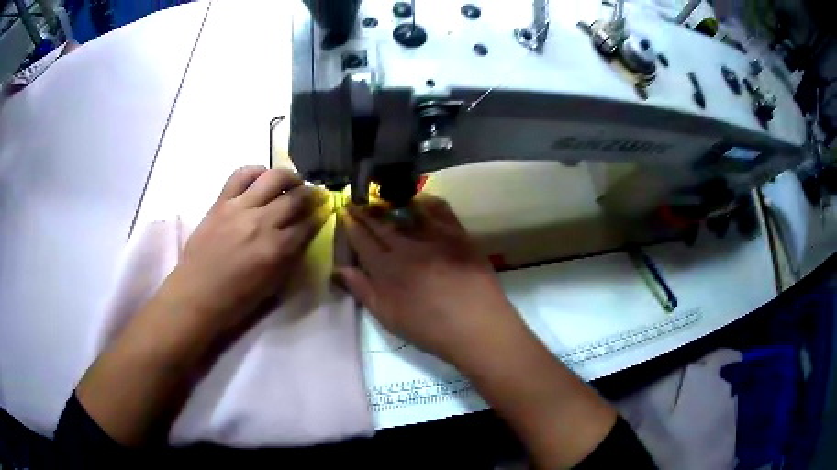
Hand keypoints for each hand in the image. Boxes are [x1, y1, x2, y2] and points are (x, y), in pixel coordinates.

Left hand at [158, 166, 328, 338]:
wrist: (196, 294)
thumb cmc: (235, 299)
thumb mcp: (272, 286)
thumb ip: (290, 258)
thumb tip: (302, 236)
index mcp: (276, 250)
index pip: (308, 225)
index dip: (320, 216)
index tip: (325, 211)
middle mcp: (261, 223)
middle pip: (295, 198)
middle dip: (311, 195)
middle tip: (314, 195)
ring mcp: (239, 209)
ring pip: (273, 178)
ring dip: (289, 176)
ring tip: (293, 181)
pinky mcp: (221, 202)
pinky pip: (240, 175)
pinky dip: (256, 171)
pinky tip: (262, 177)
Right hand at [337, 194, 517, 362]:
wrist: (476, 326)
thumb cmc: (429, 329)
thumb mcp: (388, 317)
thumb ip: (363, 290)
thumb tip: (340, 269)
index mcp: (386, 268)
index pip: (363, 241)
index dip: (351, 226)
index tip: (344, 213)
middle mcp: (407, 247)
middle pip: (381, 225)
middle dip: (366, 213)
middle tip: (355, 201)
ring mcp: (434, 238)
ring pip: (407, 214)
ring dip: (391, 205)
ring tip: (381, 199)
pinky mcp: (457, 235)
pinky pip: (440, 210)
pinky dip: (428, 202)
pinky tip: (420, 200)